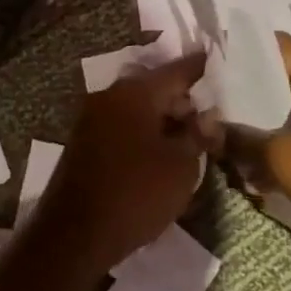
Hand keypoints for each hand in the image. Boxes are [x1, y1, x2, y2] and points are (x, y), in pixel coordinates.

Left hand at [33, 54, 208, 274]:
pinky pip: (122, 124)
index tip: (214, 60)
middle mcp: (110, 95)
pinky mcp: (84, 140)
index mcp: (135, 93)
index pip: (175, 71)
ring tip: (188, 136)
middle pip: (154, 87)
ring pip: (137, 107)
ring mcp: (93, 116)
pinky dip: (143, 131)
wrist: (76, 231)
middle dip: (181, 99)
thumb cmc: (136, 193)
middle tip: (208, 115)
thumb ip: (197, 135)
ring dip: (162, 117)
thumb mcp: (181, 167)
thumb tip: (206, 116)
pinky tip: (160, 150)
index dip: (198, 68)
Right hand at [208, 34, 290, 267]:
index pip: (276, 44)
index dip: (240, 43)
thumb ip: (239, 137)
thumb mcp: (282, 157)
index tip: (206, 54)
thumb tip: (204, 126)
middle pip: (278, 79)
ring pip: (286, 115)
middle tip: (201, 96)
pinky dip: (275, 150)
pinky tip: (247, 171)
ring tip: (216, 135)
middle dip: (239, 90)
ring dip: (255, 125)